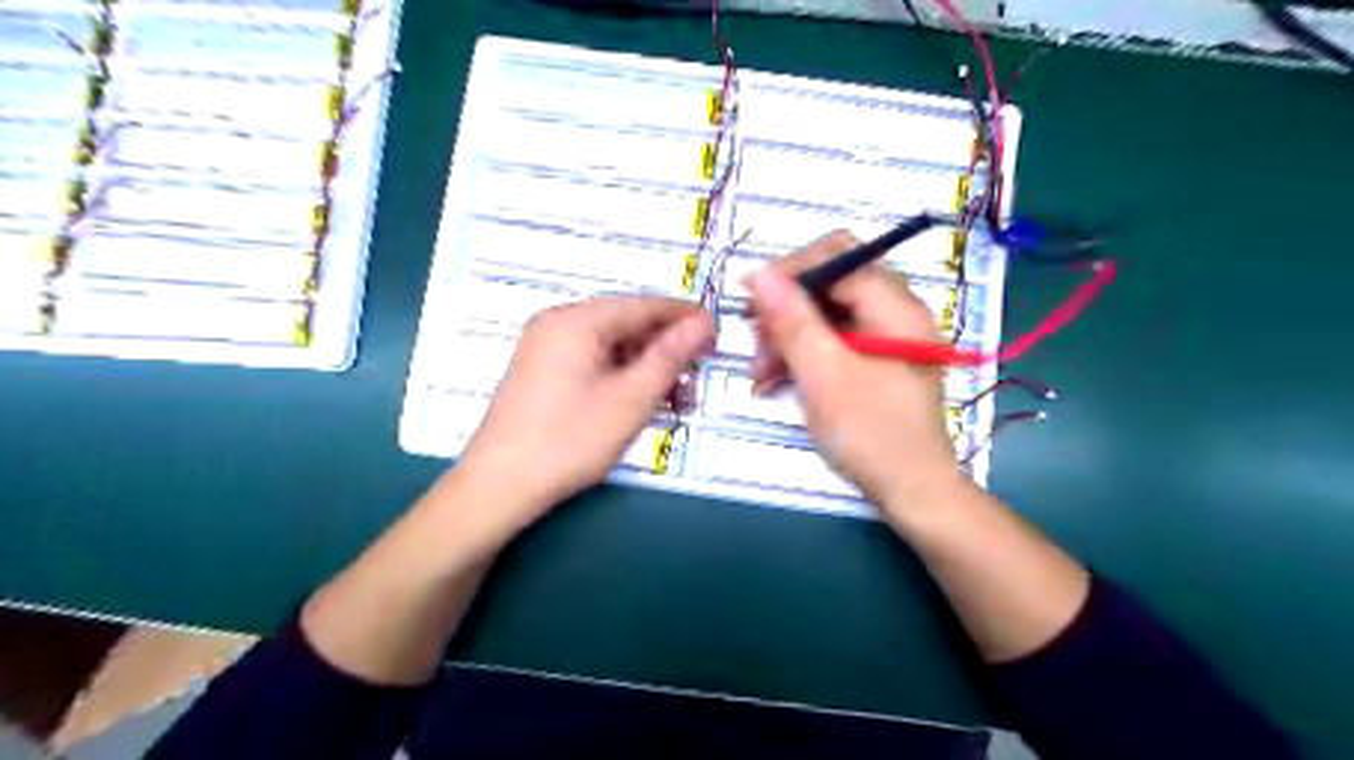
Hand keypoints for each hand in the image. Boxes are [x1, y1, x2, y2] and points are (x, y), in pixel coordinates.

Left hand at [454, 293, 712, 526]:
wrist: (500, 485)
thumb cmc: (571, 439)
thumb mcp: (631, 398)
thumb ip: (669, 355)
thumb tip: (702, 323)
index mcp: (577, 319)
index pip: (644, 305)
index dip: (684, 318)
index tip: (717, 336)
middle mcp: (558, 322)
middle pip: (627, 324)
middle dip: (666, 350)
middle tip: (697, 378)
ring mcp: (546, 346)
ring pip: (612, 346)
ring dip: (647, 368)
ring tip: (676, 401)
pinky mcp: (542, 370)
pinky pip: (593, 361)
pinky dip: (622, 377)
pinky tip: (642, 402)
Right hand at [751, 231, 962, 514]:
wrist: (914, 491)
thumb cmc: (871, 433)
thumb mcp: (824, 375)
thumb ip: (793, 321)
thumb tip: (760, 272)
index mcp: (893, 305)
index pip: (837, 256)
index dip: (788, 270)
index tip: (747, 298)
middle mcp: (894, 311)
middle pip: (830, 284)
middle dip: (785, 310)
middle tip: (756, 346)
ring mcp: (886, 337)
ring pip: (827, 314)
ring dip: (788, 336)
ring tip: (760, 374)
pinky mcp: (876, 360)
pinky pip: (833, 341)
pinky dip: (803, 354)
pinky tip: (776, 380)